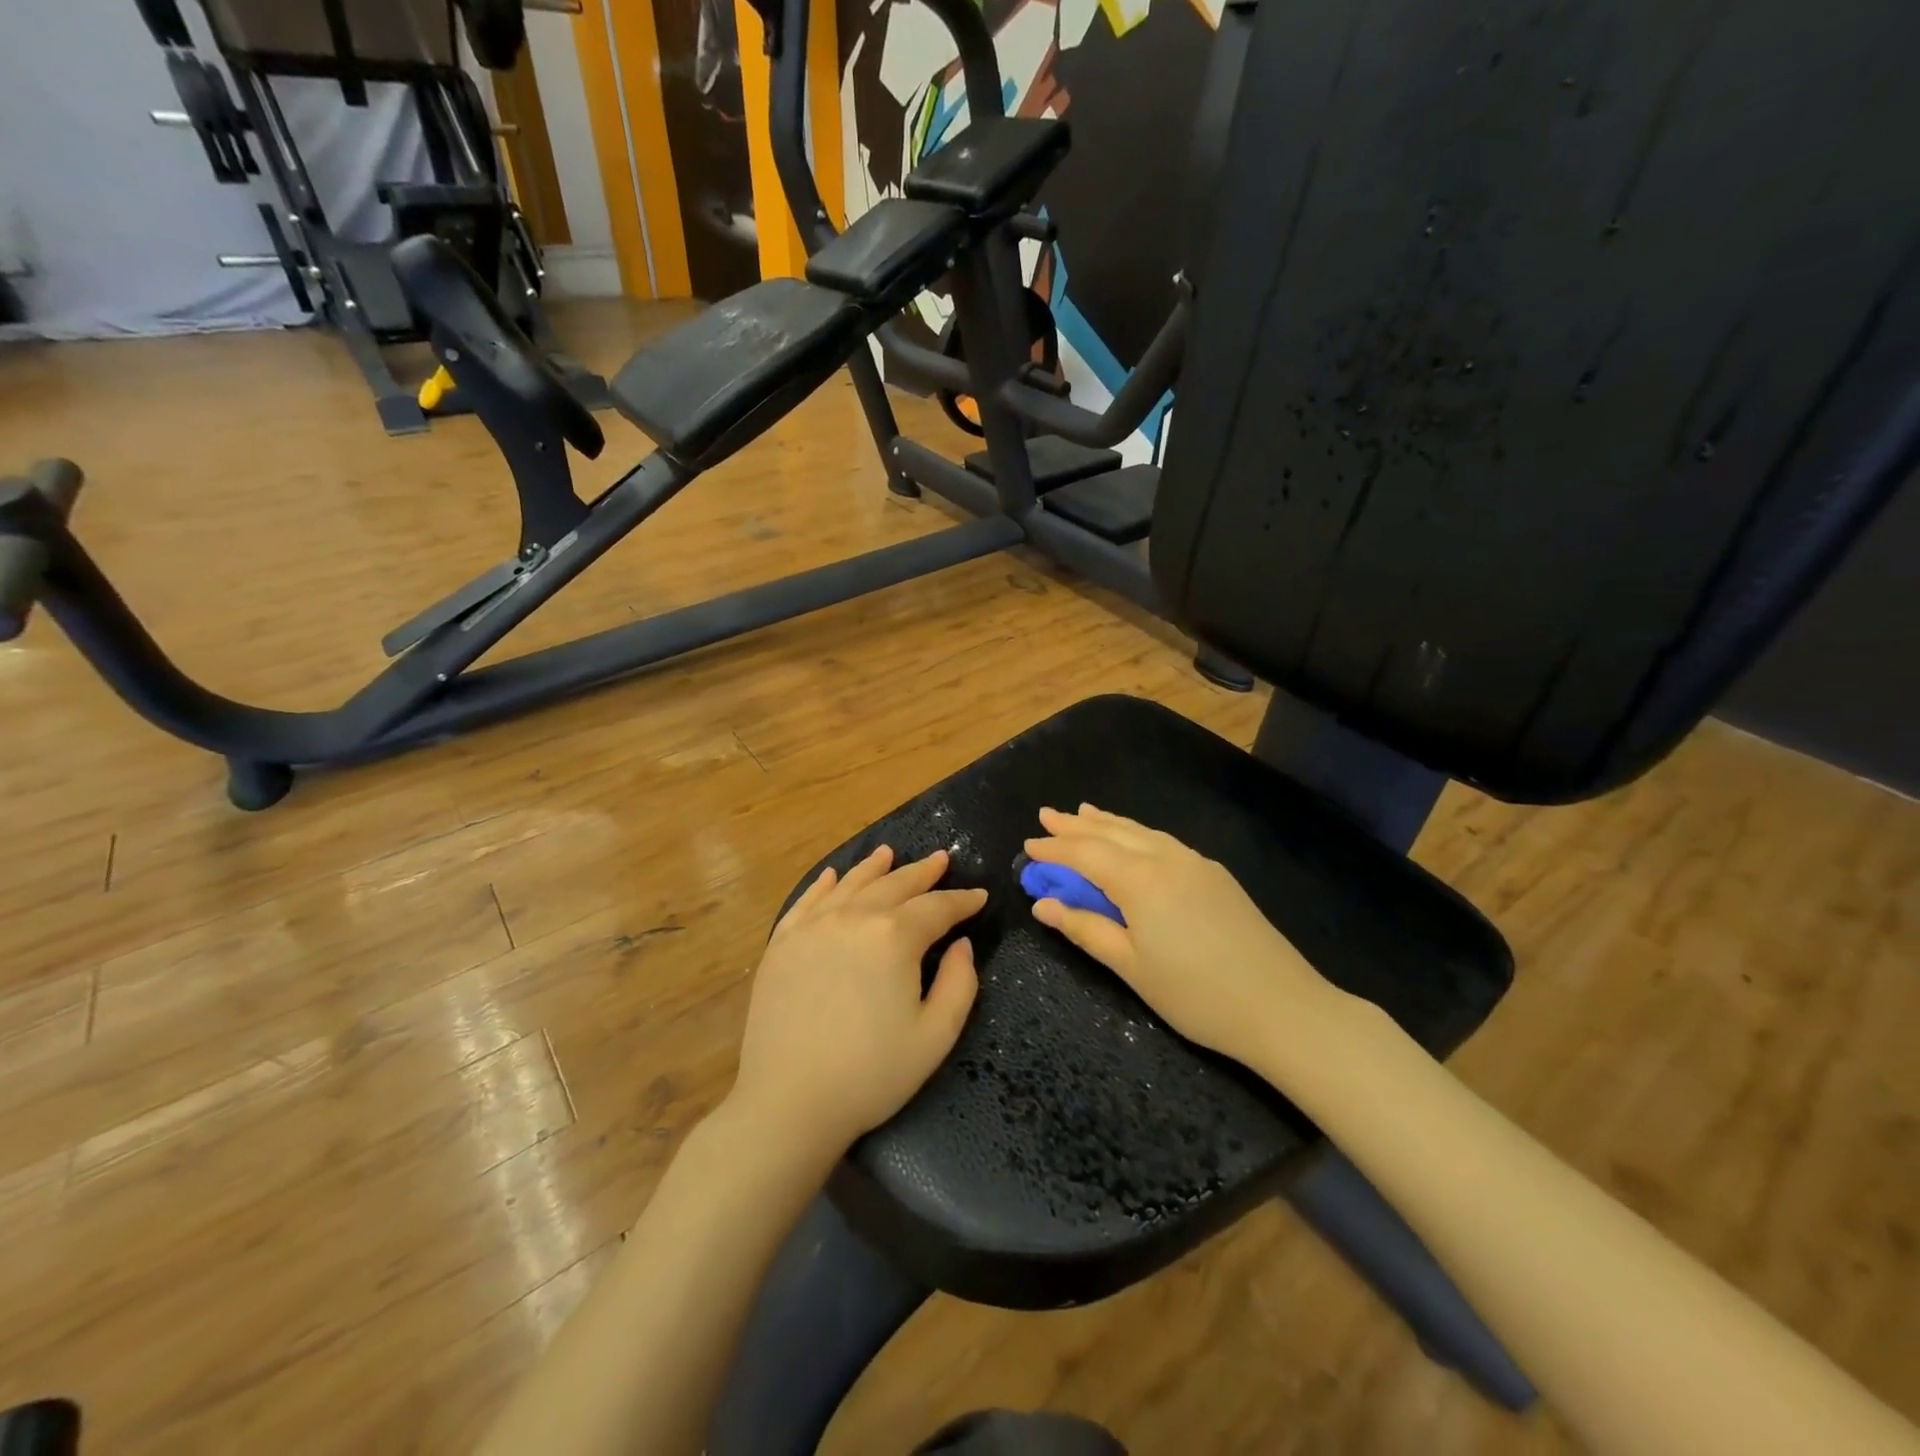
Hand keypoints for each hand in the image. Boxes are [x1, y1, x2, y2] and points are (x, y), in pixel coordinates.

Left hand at [728, 846, 985, 1162]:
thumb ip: (960, 983)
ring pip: (850, 884)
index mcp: (894, 937)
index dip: (962, 900)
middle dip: (922, 873)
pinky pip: (807, 901)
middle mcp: (853, 918)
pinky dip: (824, 884)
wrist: (789, 1102)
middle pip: (894, 885)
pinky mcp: (781, 944)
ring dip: (874, 867)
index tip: (979, 896)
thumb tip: (962, 944)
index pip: (937, 908)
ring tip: (890, 853)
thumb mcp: (935, 1036)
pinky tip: (833, 876)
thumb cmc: (871, 1074)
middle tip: (941, 860)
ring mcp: (812, 927)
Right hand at [1025, 805, 1343, 1069]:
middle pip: (1113, 834)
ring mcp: (1196, 864)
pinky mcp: (1216, 876)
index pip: (1086, 854)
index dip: (1055, 850)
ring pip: (1142, 832)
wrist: (1283, 1008)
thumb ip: (1086, 929)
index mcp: (1141, 880)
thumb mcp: (1131, 967)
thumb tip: (1042, 904)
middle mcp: (1167, 859)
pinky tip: (1134, 839)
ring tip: (1085, 812)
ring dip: (1109, 823)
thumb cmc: (1197, 995)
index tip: (1028, 846)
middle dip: (1077, 825)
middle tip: (1047, 815)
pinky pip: (1165, 842)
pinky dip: (1138, 833)